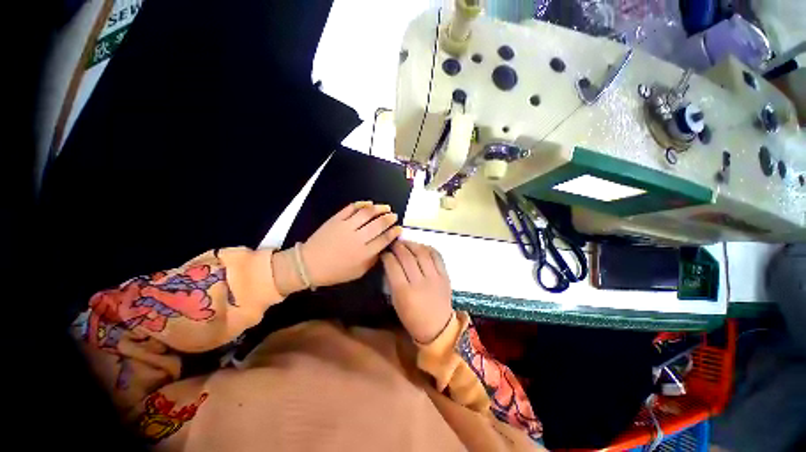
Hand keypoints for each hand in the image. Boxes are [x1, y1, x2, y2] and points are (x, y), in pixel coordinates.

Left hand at [301, 201, 401, 287]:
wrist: (309, 264)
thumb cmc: (335, 271)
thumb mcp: (358, 272)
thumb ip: (373, 260)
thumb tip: (383, 248)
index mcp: (364, 253)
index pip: (384, 239)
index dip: (394, 232)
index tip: (399, 228)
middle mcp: (358, 238)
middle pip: (379, 224)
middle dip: (389, 219)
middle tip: (394, 216)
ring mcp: (346, 226)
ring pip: (367, 213)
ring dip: (379, 209)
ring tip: (386, 207)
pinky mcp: (336, 219)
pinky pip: (351, 208)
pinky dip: (362, 204)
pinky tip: (369, 203)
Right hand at [381, 240, 453, 343]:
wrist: (438, 327)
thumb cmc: (412, 317)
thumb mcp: (396, 302)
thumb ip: (393, 281)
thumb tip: (390, 261)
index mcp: (404, 292)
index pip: (393, 266)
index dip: (387, 256)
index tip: (384, 252)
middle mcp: (420, 282)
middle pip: (407, 257)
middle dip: (398, 247)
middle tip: (393, 243)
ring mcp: (434, 278)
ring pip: (422, 253)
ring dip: (412, 244)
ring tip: (406, 242)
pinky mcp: (445, 276)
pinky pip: (437, 256)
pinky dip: (428, 248)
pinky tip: (421, 246)